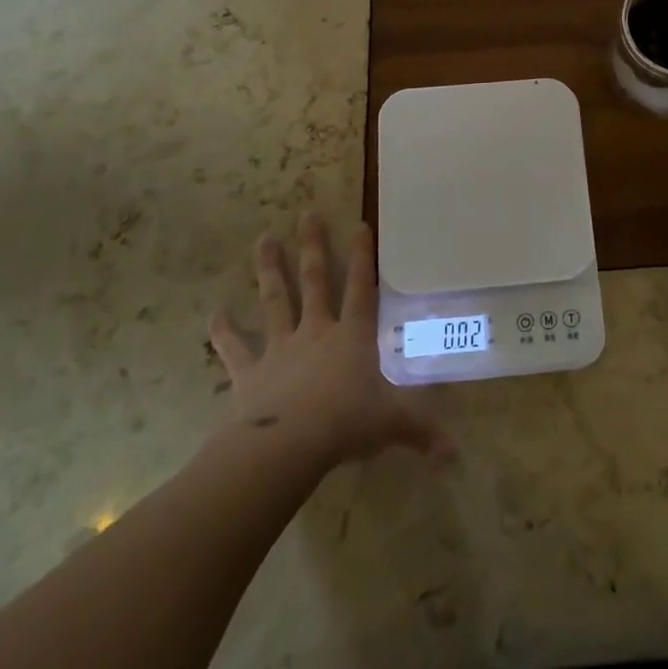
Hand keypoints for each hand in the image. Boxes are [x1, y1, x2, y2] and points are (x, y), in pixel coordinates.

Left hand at [206, 213, 453, 471]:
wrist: (287, 445)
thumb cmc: (345, 425)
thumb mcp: (391, 426)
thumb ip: (420, 433)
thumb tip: (454, 454)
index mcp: (352, 337)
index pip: (362, 287)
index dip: (363, 255)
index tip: (359, 223)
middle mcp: (316, 332)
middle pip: (316, 281)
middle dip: (313, 246)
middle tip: (307, 214)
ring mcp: (280, 348)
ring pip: (275, 300)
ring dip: (269, 270)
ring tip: (264, 238)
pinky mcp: (250, 372)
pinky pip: (235, 349)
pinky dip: (223, 333)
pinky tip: (213, 315)